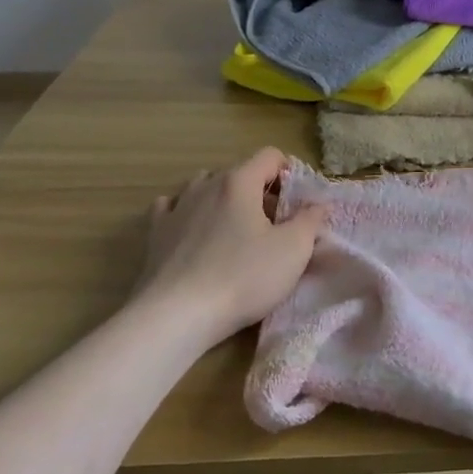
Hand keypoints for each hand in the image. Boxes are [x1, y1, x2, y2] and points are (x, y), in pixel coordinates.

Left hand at [137, 147, 325, 339]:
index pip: (270, 156)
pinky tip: (193, 232)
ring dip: (223, 199)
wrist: (175, 317)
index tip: (295, 204)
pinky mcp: (154, 234)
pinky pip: (172, 208)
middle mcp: (206, 185)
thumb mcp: (293, 250)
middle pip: (240, 172)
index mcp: (239, 181)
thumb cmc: (242, 277)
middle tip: (273, 225)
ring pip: (204, 186)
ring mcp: (176, 208)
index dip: (289, 173)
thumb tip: (318, 204)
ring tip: (234, 230)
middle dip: (259, 191)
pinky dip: (186, 213)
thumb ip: (311, 220)